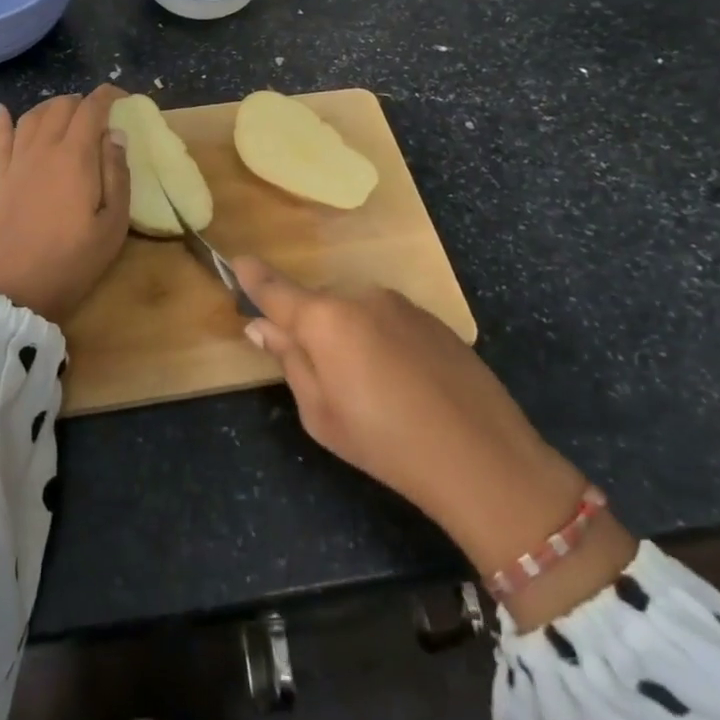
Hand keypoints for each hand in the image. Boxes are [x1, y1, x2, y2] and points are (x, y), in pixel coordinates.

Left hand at [0, 86, 130, 325]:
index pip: (91, 108)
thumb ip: (117, 174)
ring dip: (54, 107)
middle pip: (62, 106)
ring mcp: (18, 161)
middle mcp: (43, 148)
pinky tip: (2, 110)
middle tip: (101, 117)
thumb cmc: (72, 261)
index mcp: (75, 155)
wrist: (15, 290)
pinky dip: (4, 120)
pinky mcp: (0, 178)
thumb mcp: (113, 224)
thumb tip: (115, 135)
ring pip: (34, 115)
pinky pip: (1, 138)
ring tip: (69, 115)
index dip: (109, 96)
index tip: (123, 98)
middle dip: (84, 102)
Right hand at [236, 259, 634, 626]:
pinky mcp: (431, 317)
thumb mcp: (321, 414)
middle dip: (311, 329)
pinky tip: (403, 382)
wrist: (482, 458)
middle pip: (318, 305)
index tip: (236, 261)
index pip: (276, 289)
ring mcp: (399, 303)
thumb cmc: (386, 444)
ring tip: (371, 388)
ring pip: (354, 312)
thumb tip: (261, 326)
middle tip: (322, 378)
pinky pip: (387, 320)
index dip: (253, 276)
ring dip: (349, 336)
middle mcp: (360, 296)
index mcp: (325, 319)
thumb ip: (290, 360)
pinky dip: (381, 340)